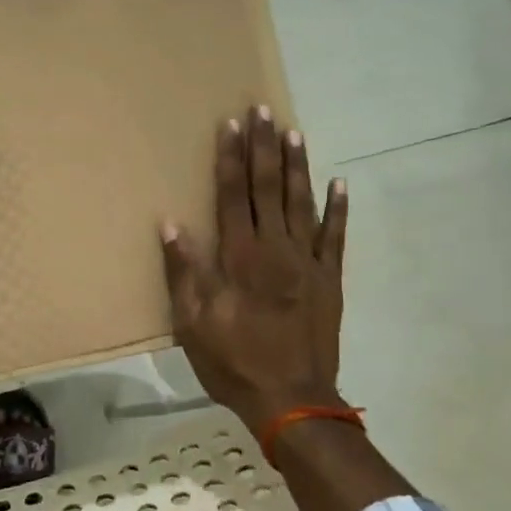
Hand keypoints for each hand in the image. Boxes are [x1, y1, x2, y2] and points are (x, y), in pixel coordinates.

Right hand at [160, 106, 348, 429]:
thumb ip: (184, 271)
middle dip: (263, 147)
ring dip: (297, 166)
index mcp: (240, 257)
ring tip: (293, 131)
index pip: (232, 196)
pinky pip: (336, 237)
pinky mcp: (330, 280)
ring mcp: (308, 263)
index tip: (230, 125)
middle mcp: (276, 250)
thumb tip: (171, 224)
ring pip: (302, 203)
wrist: (292, 401)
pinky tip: (339, 182)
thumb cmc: (234, 362)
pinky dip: (338, 209)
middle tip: (262, 110)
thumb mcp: (193, 323)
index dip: (230, 158)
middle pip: (268, 188)